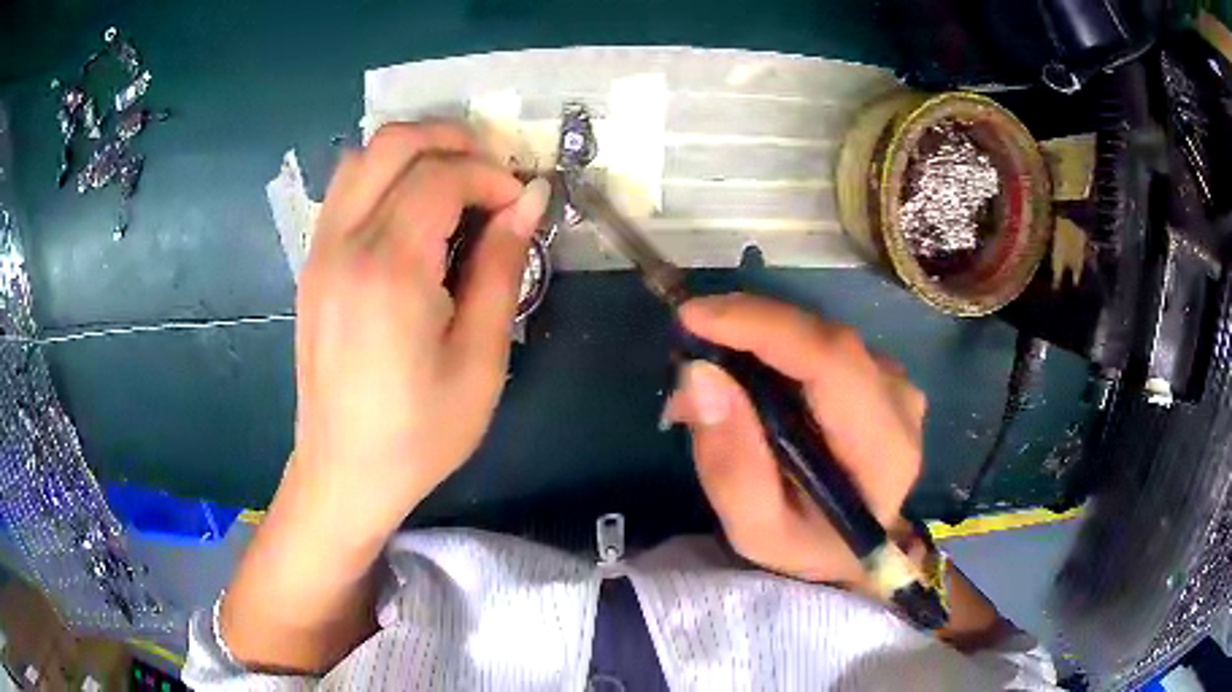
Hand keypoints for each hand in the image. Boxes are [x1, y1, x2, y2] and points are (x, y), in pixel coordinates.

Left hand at [290, 122, 548, 539]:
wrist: (344, 473)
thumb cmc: (419, 433)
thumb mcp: (480, 360)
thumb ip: (502, 268)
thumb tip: (528, 202)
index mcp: (388, 269)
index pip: (441, 177)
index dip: (490, 176)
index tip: (520, 204)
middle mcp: (344, 244)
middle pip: (394, 144)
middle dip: (451, 142)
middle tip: (491, 175)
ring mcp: (319, 252)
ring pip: (362, 158)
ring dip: (414, 153)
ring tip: (455, 185)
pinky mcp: (312, 266)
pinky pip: (345, 191)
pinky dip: (384, 178)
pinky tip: (413, 214)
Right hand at [665, 293, 924, 588]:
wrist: (847, 550)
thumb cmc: (805, 546)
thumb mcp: (755, 530)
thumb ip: (731, 464)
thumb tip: (699, 375)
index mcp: (884, 449)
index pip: (833, 363)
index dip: (763, 328)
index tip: (693, 319)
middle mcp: (900, 401)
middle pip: (824, 339)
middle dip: (747, 329)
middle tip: (685, 346)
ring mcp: (894, 382)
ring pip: (819, 335)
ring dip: (756, 338)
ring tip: (708, 371)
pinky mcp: (879, 373)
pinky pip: (820, 342)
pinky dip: (774, 346)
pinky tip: (744, 373)